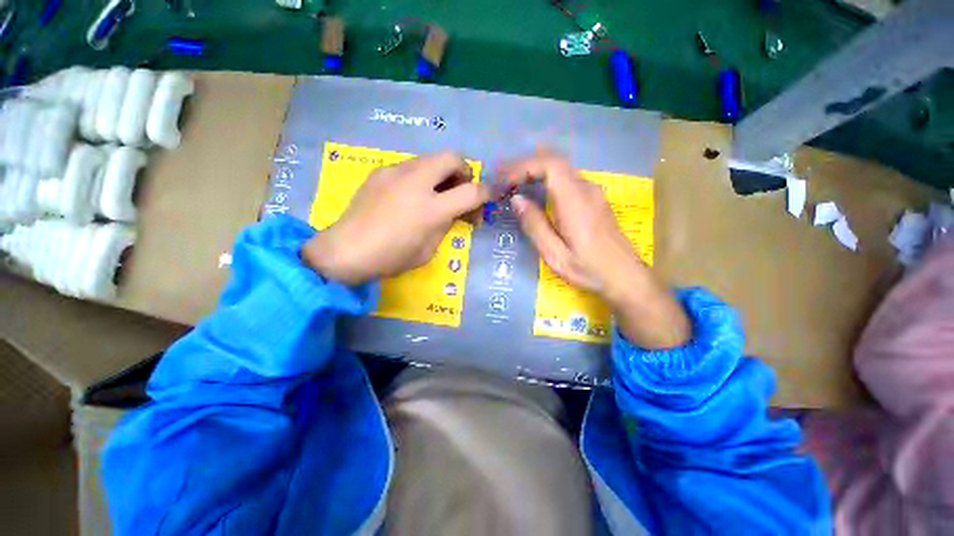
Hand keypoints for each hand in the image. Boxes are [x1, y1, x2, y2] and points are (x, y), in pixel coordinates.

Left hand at [302, 152, 489, 285]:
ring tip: (437, 193)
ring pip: (430, 158)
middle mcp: (416, 182)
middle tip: (461, 189)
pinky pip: (410, 166)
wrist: (346, 250)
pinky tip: (412, 195)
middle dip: (464, 171)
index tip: (492, 195)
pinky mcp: (381, 172)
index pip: (471, 191)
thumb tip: (453, 211)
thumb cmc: (392, 257)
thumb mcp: (429, 249)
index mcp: (431, 209)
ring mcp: (396, 172)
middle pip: (452, 157)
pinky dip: (421, 176)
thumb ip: (446, 224)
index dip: (487, 192)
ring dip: (442, 172)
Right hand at [499, 149, 690, 348]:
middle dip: (525, 165)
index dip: (523, 166)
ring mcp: (592, 192)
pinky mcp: (594, 199)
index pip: (549, 164)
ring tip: (512, 183)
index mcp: (575, 200)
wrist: (625, 276)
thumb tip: (516, 199)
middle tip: (502, 178)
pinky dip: (545, 179)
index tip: (504, 179)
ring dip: (535, 171)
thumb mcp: (555, 254)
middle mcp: (585, 188)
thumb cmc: (588, 269)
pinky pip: (565, 179)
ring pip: (560, 169)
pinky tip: (535, 192)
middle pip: (554, 161)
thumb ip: (535, 225)